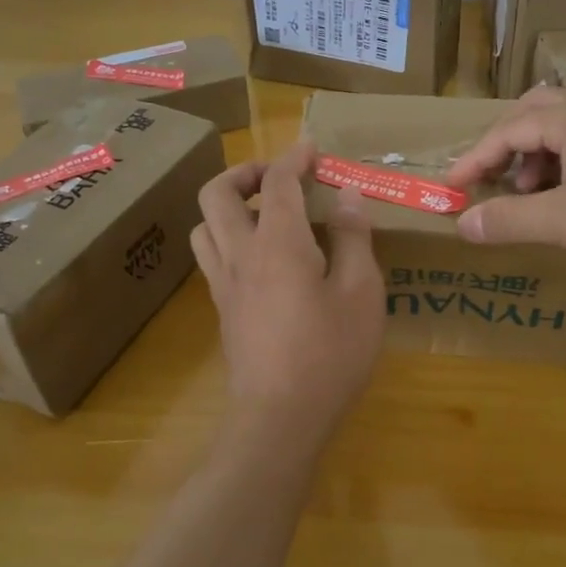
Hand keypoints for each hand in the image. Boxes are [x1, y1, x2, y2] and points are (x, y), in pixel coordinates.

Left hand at [192, 139, 384, 435]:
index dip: (294, 158)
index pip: (277, 183)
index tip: (312, 149)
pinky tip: (262, 258)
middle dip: (245, 172)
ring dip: (227, 206)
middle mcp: (240, 255)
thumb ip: (354, 239)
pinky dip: (228, 238)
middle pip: (216, 194)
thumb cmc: (330, 353)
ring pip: (203, 226)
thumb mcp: (362, 293)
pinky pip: (212, 257)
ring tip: (263, 214)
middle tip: (278, 178)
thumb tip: (348, 196)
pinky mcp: (222, 311)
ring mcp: (224, 285)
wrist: (280, 418)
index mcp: (278, 243)